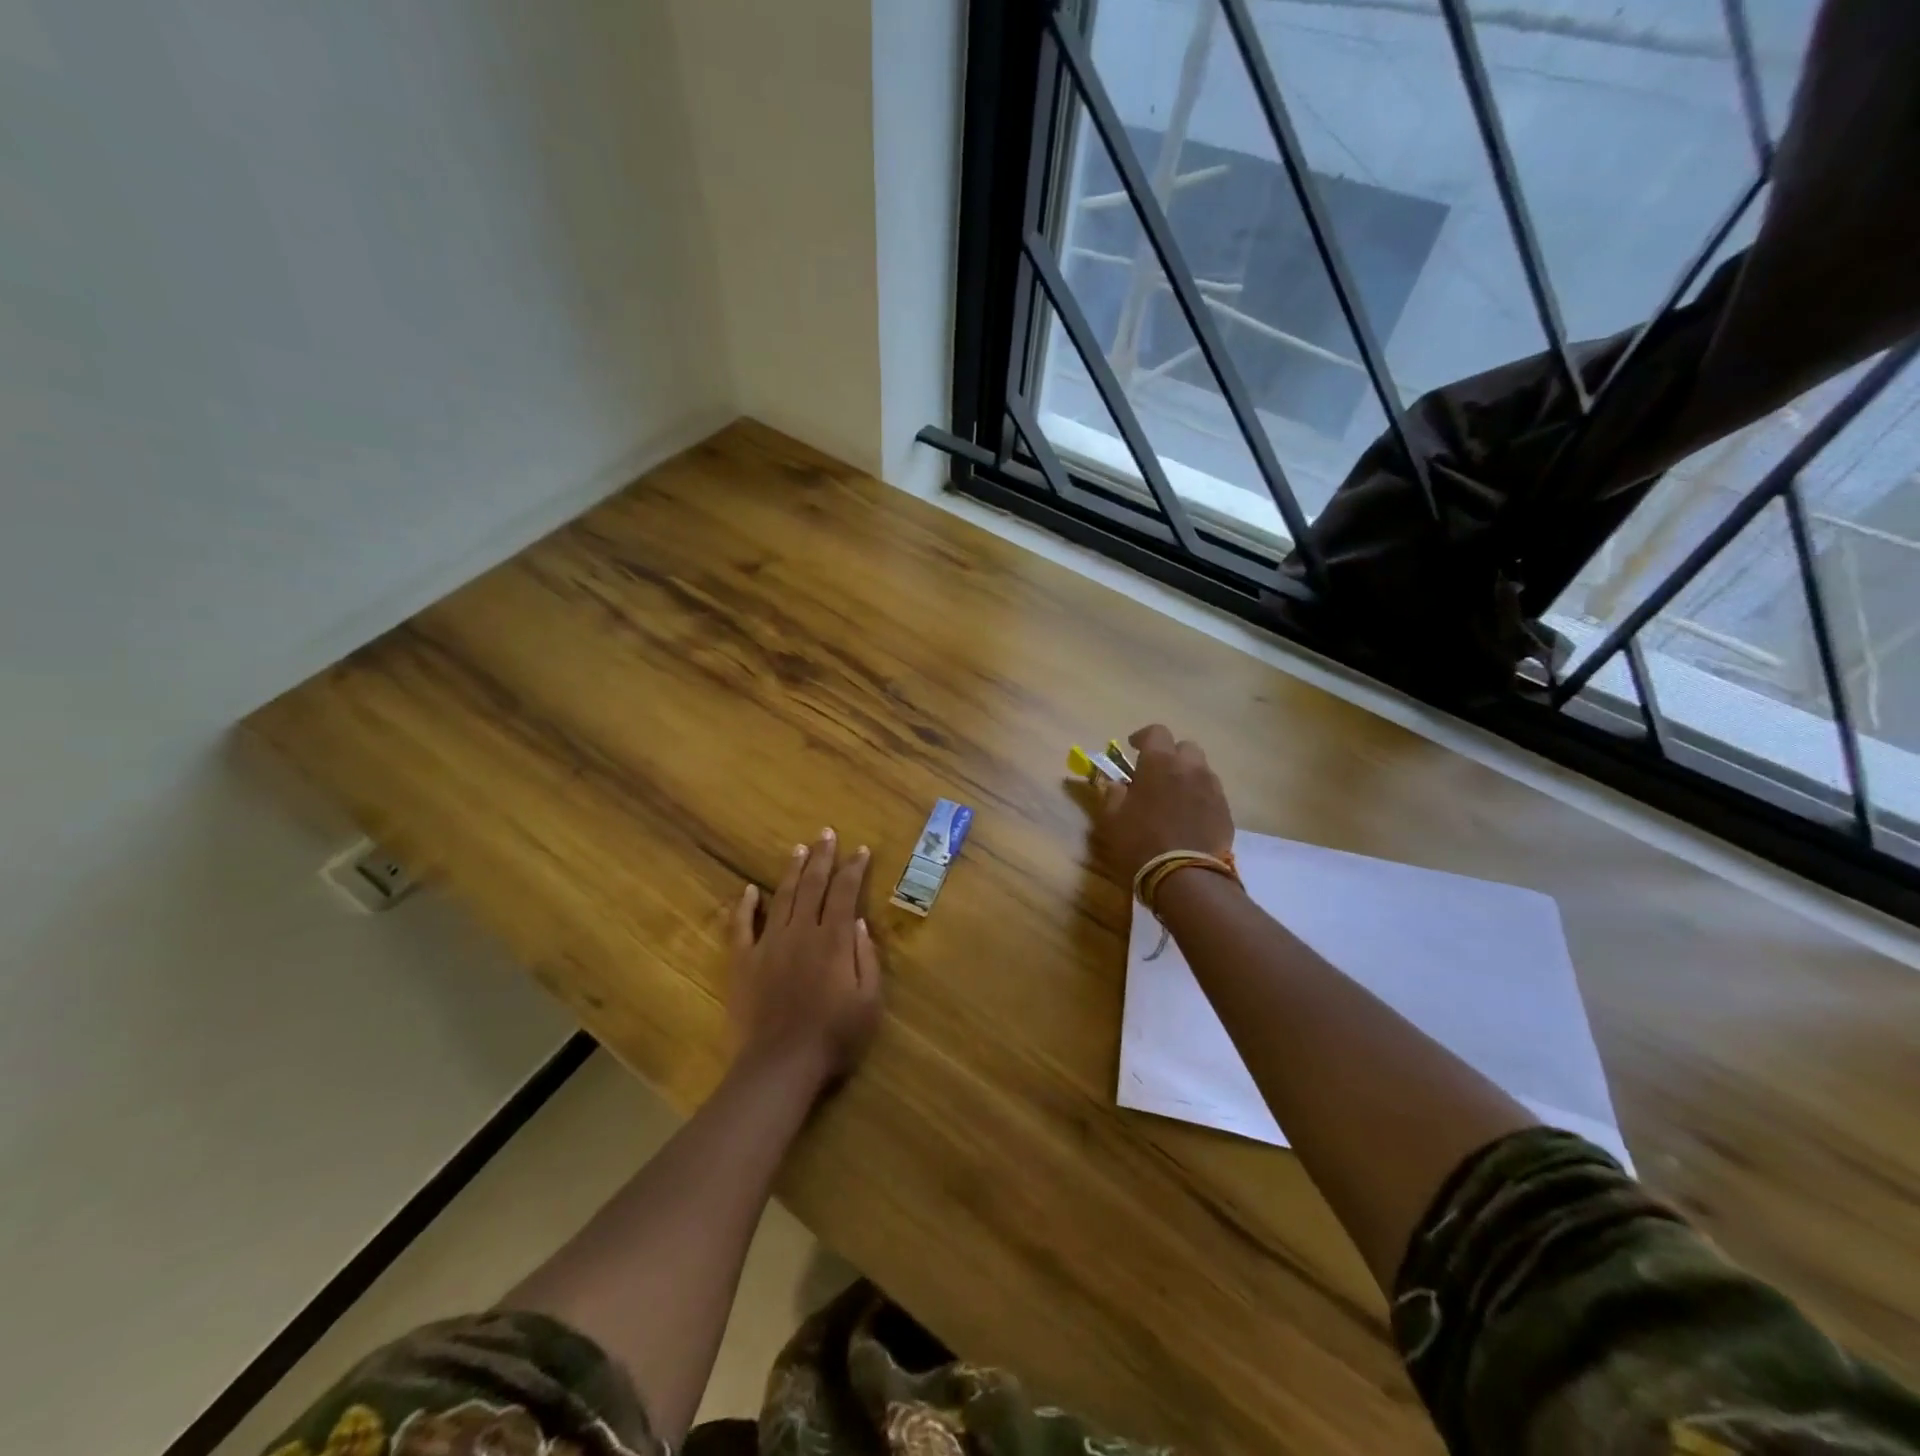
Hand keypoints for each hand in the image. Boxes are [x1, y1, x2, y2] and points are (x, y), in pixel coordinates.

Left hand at [727, 828, 882, 1092]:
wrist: (779, 1066)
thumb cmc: (833, 1038)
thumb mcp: (869, 1002)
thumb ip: (866, 958)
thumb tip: (858, 922)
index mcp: (833, 940)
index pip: (845, 893)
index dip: (853, 869)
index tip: (860, 849)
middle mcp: (801, 932)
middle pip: (813, 886)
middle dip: (822, 857)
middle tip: (827, 833)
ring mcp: (769, 945)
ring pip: (782, 897)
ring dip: (792, 871)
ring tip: (799, 849)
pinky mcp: (743, 962)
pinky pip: (742, 926)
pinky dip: (745, 906)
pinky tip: (749, 890)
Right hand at [1091, 724, 1235, 883]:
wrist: (1186, 876)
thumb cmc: (1141, 842)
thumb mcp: (1113, 819)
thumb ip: (1113, 795)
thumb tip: (1116, 784)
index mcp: (1159, 762)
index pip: (1156, 732)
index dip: (1143, 737)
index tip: (1133, 748)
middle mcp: (1190, 767)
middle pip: (1185, 747)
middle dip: (1171, 755)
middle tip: (1157, 773)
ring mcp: (1212, 788)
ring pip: (1201, 770)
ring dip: (1187, 776)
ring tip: (1175, 796)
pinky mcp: (1225, 810)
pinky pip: (1212, 793)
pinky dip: (1200, 797)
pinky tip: (1189, 816)